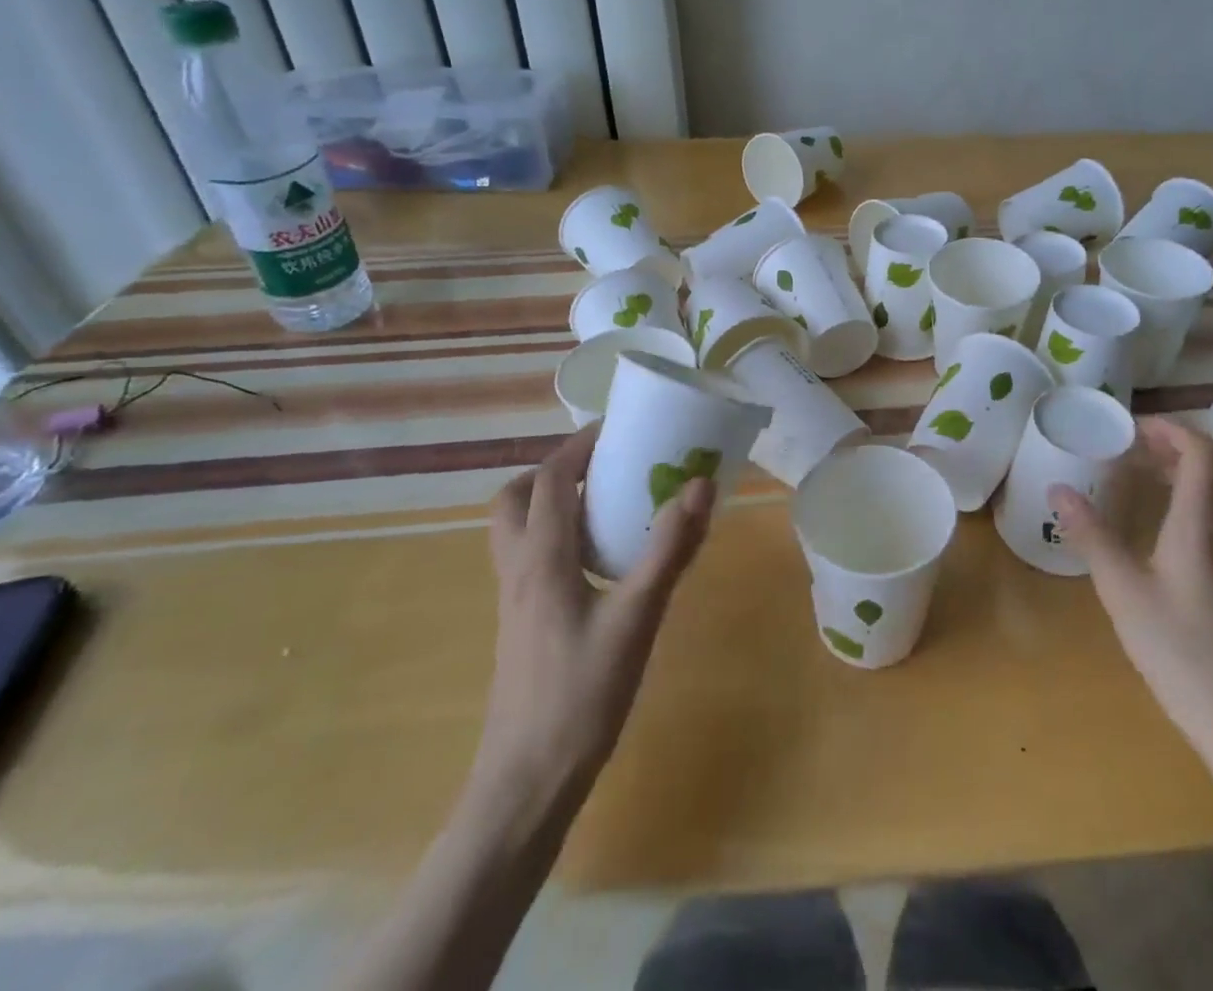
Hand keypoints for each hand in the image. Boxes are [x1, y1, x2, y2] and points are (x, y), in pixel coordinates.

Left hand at [471, 424, 713, 807]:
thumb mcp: (636, 619)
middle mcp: (517, 569)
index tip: (619, 429)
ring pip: (515, 528)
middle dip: (556, 470)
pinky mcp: (518, 623)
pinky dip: (554, 536)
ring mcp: (512, 599)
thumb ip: (668, 549)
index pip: (551, 478)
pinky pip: (527, 557)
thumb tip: (699, 485)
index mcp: (541, 558)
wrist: (525, 784)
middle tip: (605, 467)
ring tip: (604, 506)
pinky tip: (597, 562)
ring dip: (550, 502)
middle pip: (517, 497)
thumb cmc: (581, 697)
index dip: (580, 445)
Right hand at [1054, 415, 1212, 746]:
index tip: (1132, 429)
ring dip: (1194, 470)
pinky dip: (1204, 498)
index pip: (1201, 452)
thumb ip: (1091, 535)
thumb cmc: (1182, 651)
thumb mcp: (1123, 591)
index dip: (1170, 430)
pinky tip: (1173, 526)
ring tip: (1151, 477)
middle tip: (1138, 449)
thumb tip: (1058, 490)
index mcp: (1203, 523)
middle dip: (1180, 445)